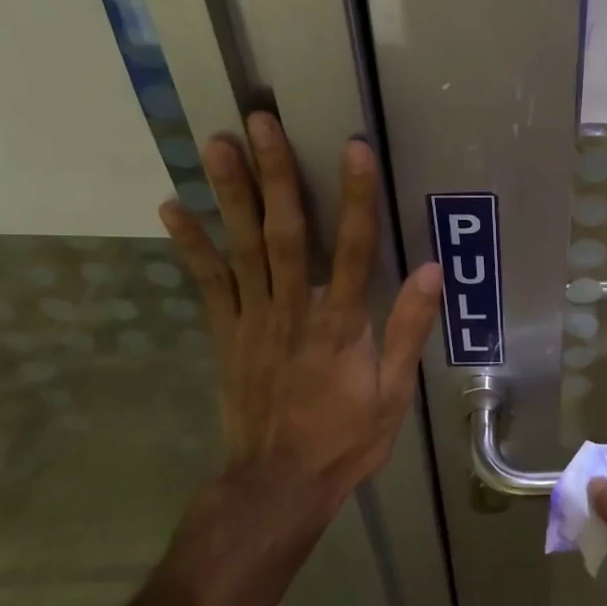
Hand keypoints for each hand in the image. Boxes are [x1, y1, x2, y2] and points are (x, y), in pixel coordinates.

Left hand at [156, 114, 440, 605]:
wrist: (277, 484)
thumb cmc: (344, 439)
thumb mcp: (393, 394)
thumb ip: (409, 330)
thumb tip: (433, 272)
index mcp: (341, 325)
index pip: (355, 249)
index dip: (356, 197)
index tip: (353, 149)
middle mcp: (294, 311)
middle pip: (286, 233)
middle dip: (275, 174)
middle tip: (260, 121)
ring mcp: (253, 320)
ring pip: (242, 247)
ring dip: (230, 193)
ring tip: (215, 143)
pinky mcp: (225, 334)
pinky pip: (207, 283)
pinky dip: (190, 245)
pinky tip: (173, 208)